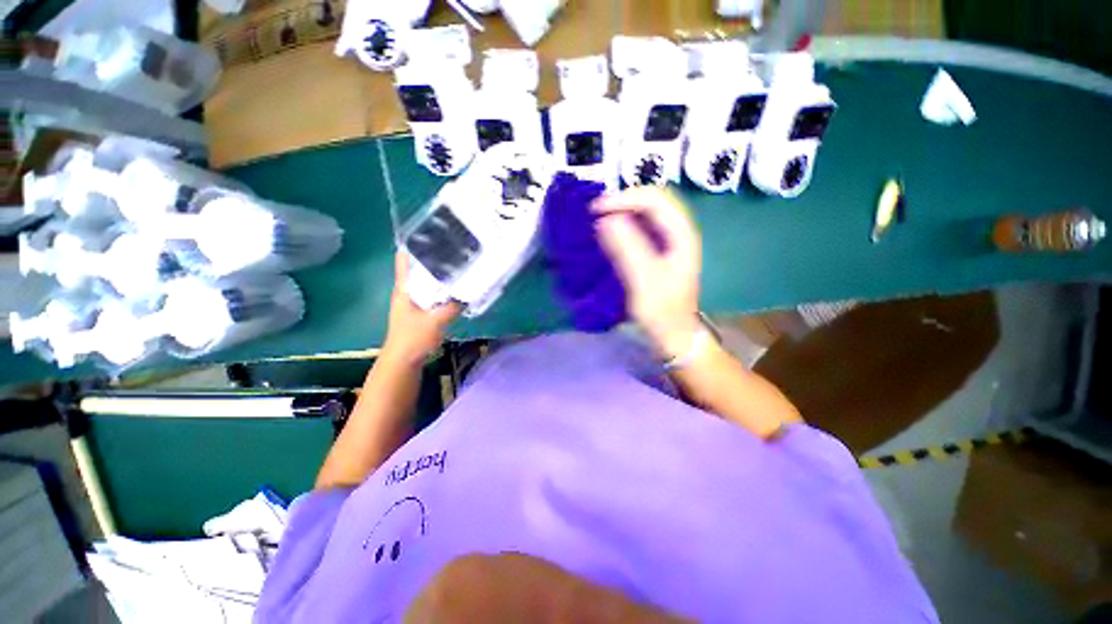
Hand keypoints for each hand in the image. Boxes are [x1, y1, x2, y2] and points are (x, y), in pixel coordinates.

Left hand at [383, 253, 460, 364]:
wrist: (404, 362)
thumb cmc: (413, 339)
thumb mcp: (435, 321)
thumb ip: (452, 307)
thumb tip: (469, 293)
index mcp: (404, 288)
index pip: (405, 259)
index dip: (415, 244)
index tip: (434, 234)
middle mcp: (408, 291)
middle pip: (420, 268)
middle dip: (436, 258)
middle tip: (456, 249)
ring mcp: (415, 301)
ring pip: (428, 281)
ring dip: (442, 275)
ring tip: (460, 265)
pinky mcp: (423, 311)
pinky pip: (435, 294)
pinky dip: (445, 290)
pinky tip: (458, 289)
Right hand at [592, 187, 702, 357]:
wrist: (674, 336)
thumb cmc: (662, 312)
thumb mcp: (643, 280)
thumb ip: (627, 248)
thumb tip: (605, 219)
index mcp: (681, 234)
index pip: (654, 199)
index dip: (624, 198)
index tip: (596, 210)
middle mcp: (677, 232)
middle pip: (650, 201)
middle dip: (622, 202)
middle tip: (595, 212)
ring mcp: (668, 242)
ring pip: (645, 214)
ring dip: (621, 212)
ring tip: (597, 219)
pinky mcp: (658, 253)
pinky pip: (640, 229)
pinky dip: (622, 226)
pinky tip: (608, 234)